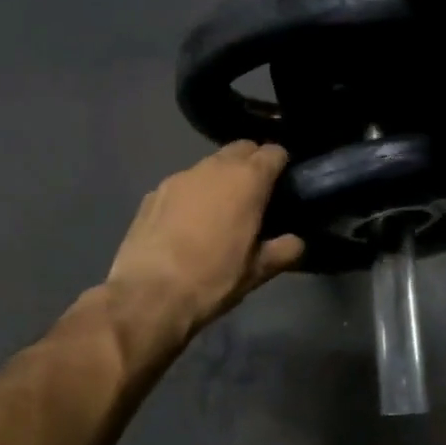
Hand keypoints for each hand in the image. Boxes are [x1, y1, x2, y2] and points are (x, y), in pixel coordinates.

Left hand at [105, 141, 304, 341]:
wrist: (148, 294)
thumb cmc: (213, 280)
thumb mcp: (257, 272)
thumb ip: (283, 250)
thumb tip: (297, 242)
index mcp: (246, 181)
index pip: (273, 152)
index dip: (281, 165)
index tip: (284, 184)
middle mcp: (213, 168)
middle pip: (240, 149)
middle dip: (251, 164)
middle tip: (255, 195)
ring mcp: (179, 177)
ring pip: (209, 166)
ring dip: (220, 179)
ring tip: (221, 211)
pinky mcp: (153, 193)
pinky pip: (183, 185)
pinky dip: (192, 195)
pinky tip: (188, 224)